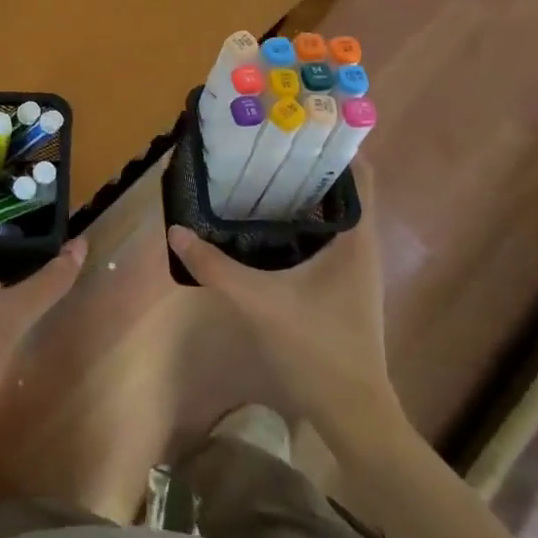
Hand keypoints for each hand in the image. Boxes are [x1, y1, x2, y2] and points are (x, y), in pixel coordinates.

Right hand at [167, 165, 407, 444]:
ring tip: (258, 173)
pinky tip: (265, 226)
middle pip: (340, 190)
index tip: (297, 123)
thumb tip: (176, 230)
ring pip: (331, 216)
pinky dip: (299, 223)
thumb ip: (215, 266)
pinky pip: (323, 239)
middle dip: (306, 164)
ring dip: (301, 195)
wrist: (353, 414)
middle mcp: (361, 246)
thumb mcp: (258, 303)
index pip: (359, 175)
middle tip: (263, 144)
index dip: (334, 144)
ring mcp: (353, 269)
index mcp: (356, 239)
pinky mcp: (341, 287)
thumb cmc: (317, 349)